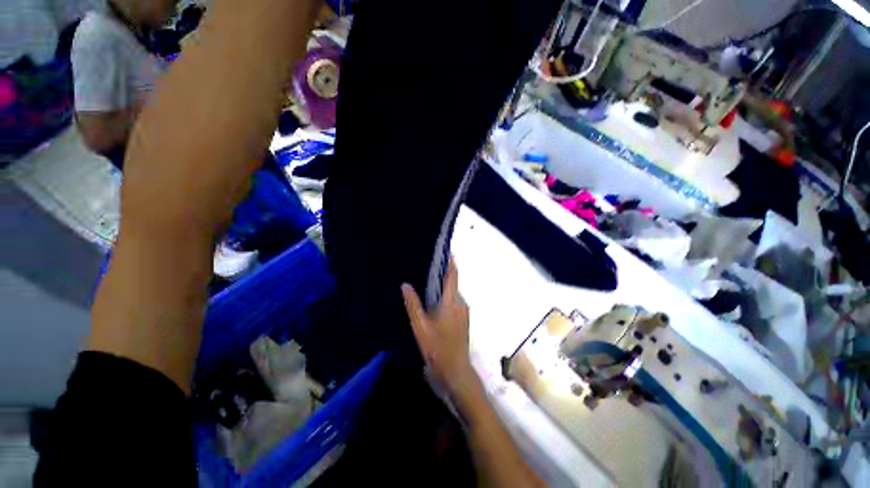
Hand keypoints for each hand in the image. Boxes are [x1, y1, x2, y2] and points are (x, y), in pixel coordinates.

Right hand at [401, 258, 476, 398]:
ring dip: (444, 286)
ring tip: (428, 281)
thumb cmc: (437, 348)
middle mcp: (461, 303)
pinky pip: (454, 301)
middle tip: (428, 267)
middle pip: (453, 283)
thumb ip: (413, 305)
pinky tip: (434, 301)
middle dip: (443, 273)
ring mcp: (464, 312)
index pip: (453, 276)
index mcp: (452, 302)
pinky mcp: (463, 319)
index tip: (446, 252)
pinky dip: (446, 296)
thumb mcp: (420, 326)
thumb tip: (405, 285)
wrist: (455, 371)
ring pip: (453, 293)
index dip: (451, 263)